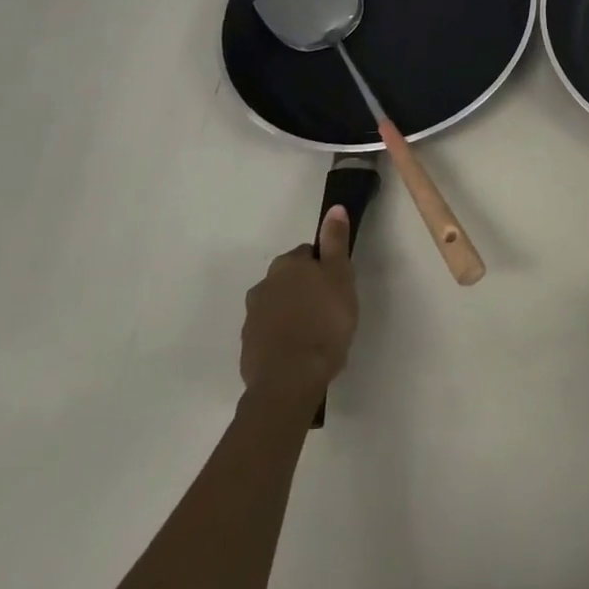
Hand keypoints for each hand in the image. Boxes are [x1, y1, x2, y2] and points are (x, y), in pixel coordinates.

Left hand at [240, 206, 357, 407]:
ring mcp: (252, 317)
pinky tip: (299, 353)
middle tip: (329, 312)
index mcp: (287, 265)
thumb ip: (336, 242)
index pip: (309, 254)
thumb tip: (334, 208)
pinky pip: (270, 333)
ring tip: (315, 336)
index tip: (337, 288)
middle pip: (290, 280)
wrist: (290, 380)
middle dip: (306, 290)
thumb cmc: (324, 323)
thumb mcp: (340, 277)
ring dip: (293, 314)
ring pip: (278, 306)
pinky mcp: (248, 347)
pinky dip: (282, 338)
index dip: (326, 269)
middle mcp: (263, 284)